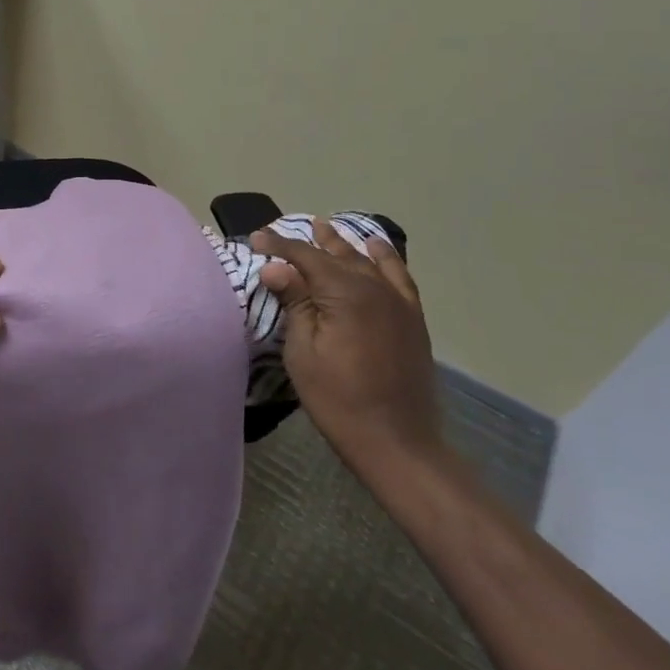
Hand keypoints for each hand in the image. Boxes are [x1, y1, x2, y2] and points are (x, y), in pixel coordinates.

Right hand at [249, 221, 441, 476]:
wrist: (397, 440)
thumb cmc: (338, 398)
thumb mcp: (303, 351)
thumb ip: (294, 303)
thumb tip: (276, 268)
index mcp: (344, 292)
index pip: (305, 257)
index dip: (279, 246)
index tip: (257, 238)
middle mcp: (374, 287)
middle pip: (337, 254)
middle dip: (309, 242)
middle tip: (283, 233)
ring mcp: (398, 302)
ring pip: (366, 261)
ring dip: (343, 245)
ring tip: (326, 229)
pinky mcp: (412, 318)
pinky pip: (399, 276)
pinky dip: (386, 259)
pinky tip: (377, 249)